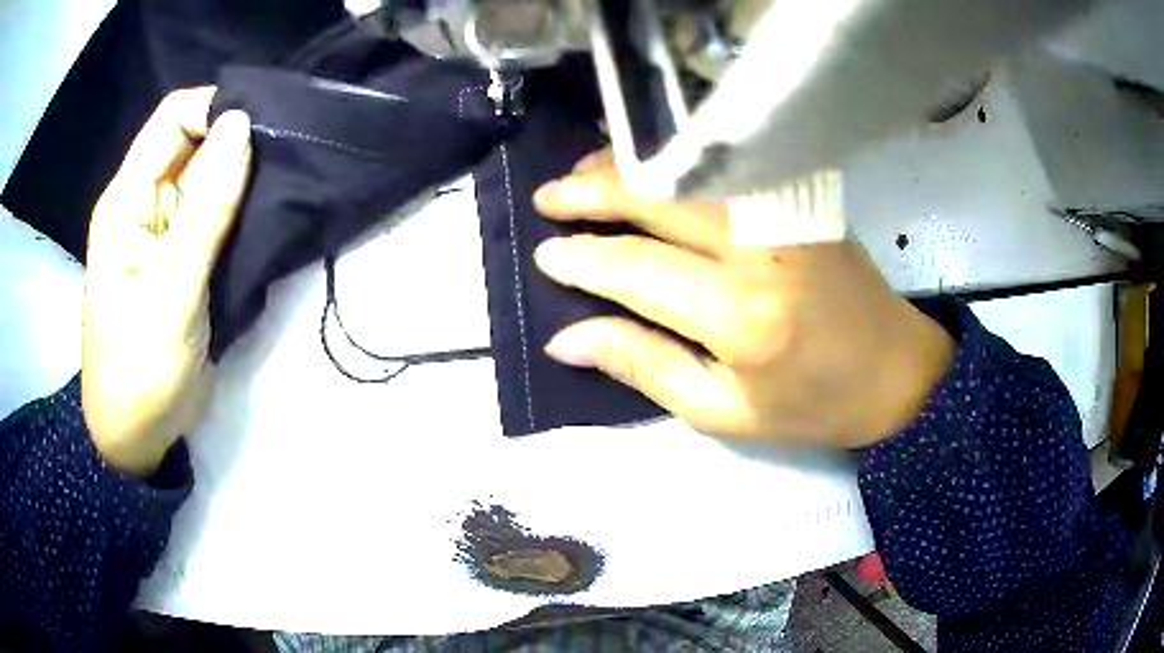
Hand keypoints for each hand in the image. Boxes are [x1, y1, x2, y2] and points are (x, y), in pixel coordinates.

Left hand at [83, 88, 251, 474]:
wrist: (139, 435)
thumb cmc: (140, 369)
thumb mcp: (171, 290)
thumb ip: (206, 207)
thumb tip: (243, 123)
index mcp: (128, 200)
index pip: (173, 119)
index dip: (216, 110)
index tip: (264, 128)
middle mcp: (146, 203)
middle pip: (196, 142)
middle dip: (238, 143)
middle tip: (286, 158)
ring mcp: (167, 231)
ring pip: (211, 177)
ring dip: (245, 178)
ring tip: (286, 186)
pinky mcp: (186, 257)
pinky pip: (218, 214)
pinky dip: (244, 210)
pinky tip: (270, 215)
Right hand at [533, 152, 953, 448]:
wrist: (896, 370)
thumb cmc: (812, 405)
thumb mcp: (722, 412)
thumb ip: (643, 366)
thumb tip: (566, 338)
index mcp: (740, 318)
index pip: (635, 270)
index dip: (582, 259)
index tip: (546, 254)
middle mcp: (760, 252)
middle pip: (657, 200)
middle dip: (591, 193)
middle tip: (547, 199)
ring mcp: (785, 214)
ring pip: (686, 172)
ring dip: (626, 168)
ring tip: (582, 177)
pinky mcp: (800, 199)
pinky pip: (723, 168)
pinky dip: (674, 162)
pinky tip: (646, 168)